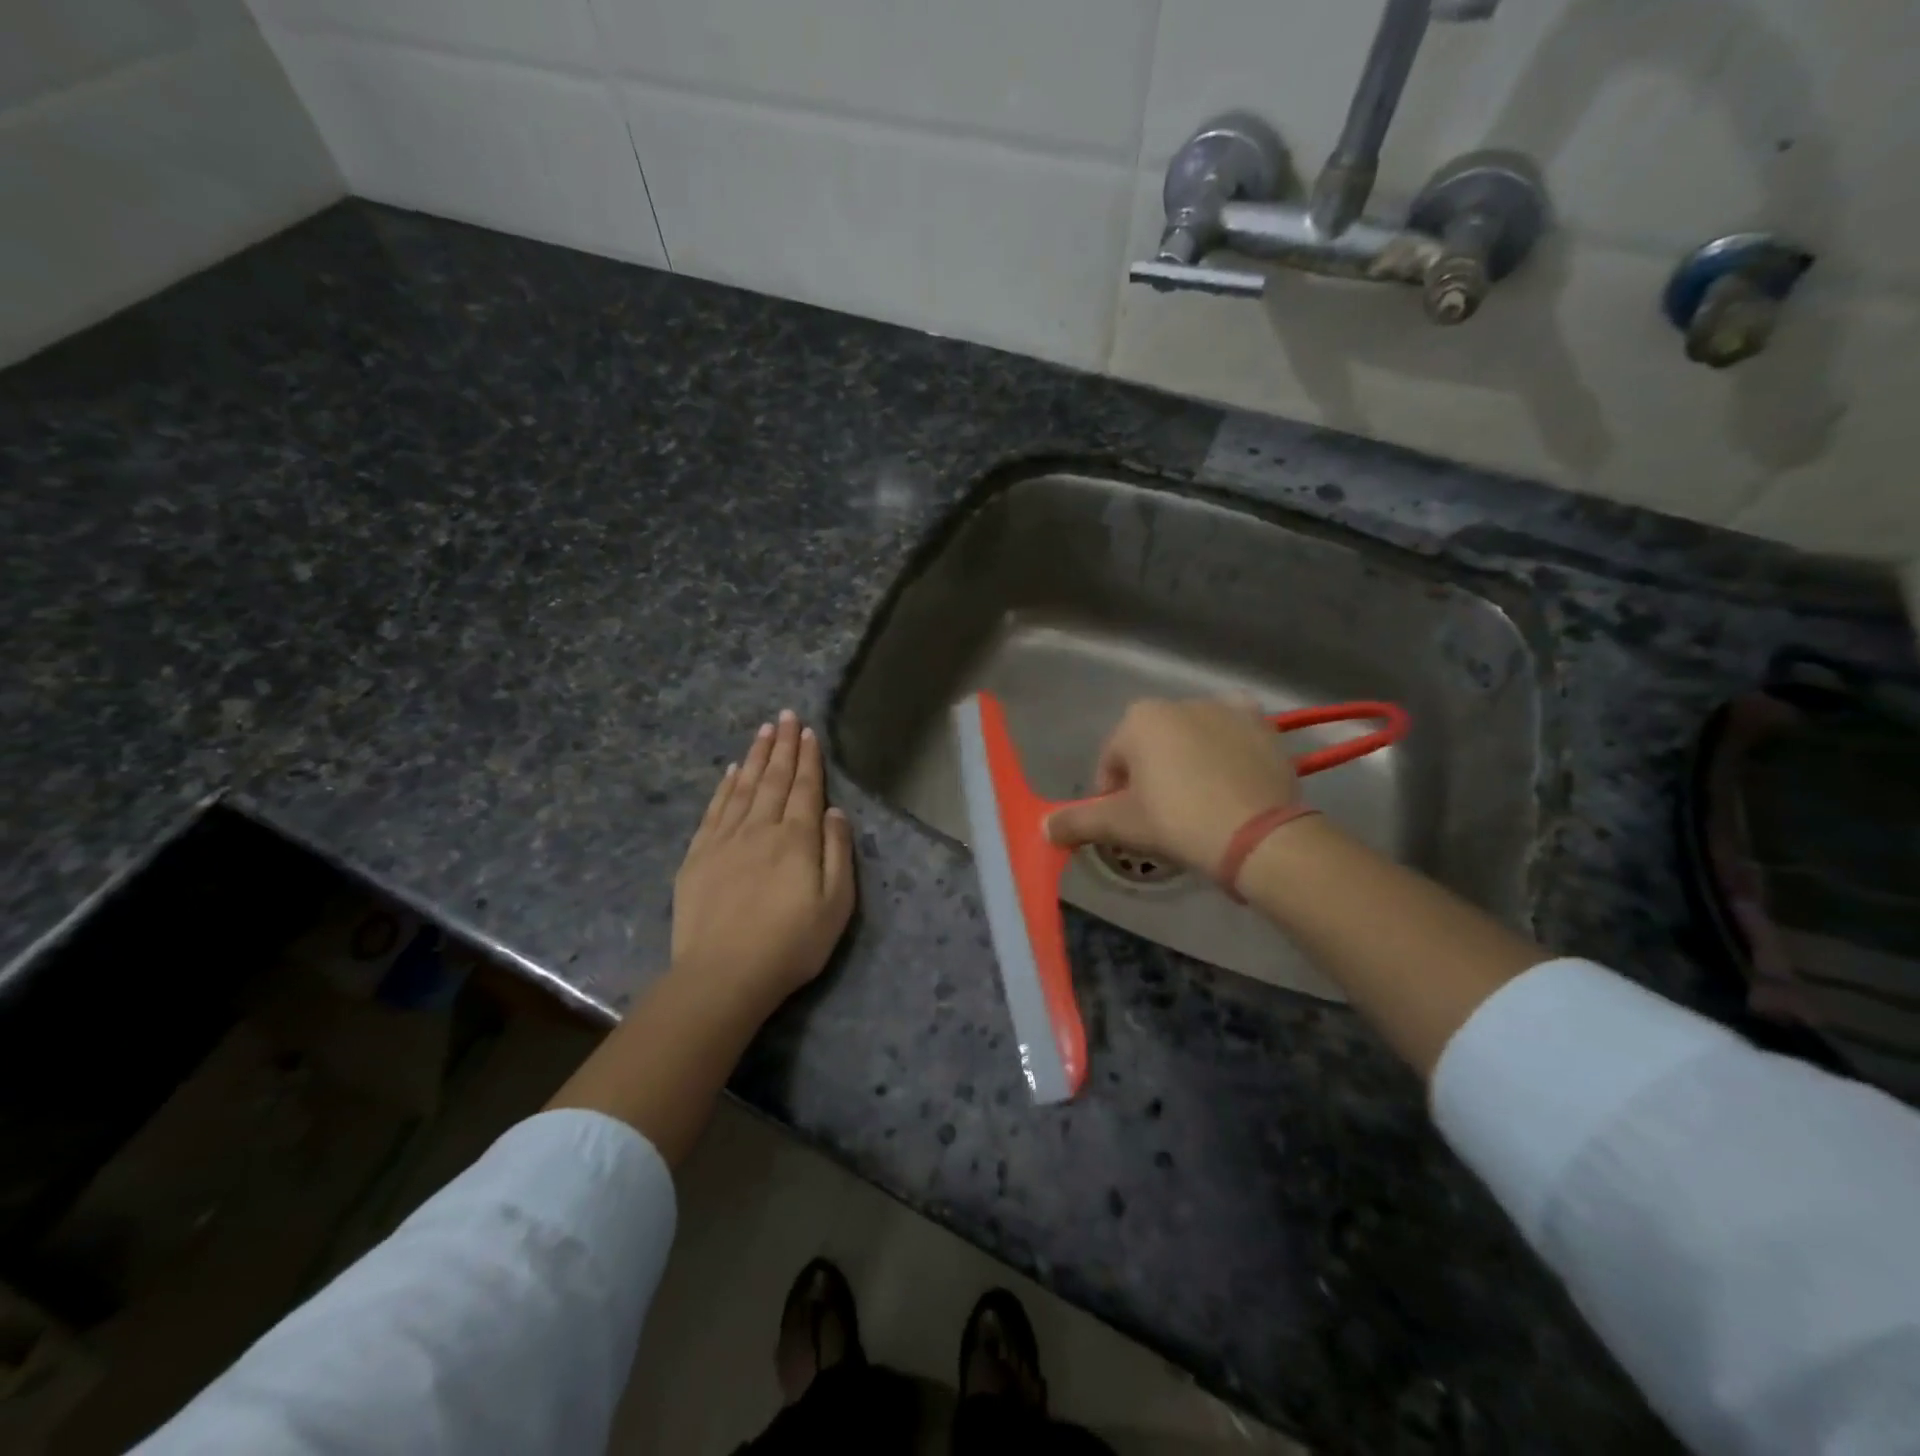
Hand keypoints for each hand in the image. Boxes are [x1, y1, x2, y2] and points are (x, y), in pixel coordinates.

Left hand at [672, 711, 855, 1009]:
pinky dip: (725, 786)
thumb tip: (834, 811)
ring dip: (756, 757)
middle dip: (783, 746)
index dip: (808, 758)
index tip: (807, 731)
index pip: (805, 788)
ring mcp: (725, 840)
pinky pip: (715, 809)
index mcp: (797, 839)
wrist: (723, 975)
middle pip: (774, 779)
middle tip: (785, 715)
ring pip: (744, 787)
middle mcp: (761, 828)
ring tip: (764, 731)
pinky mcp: (698, 856)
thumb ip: (838, 853)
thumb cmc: (790, 944)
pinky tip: (732, 771)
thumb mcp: (836, 905)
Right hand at [1045, 698, 1298, 876]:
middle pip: (1151, 745)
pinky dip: (1228, 747)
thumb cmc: (1176, 822)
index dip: (1113, 796)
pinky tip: (1231, 776)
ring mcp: (1226, 709)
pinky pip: (1234, 733)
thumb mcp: (1120, 825)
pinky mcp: (1263, 725)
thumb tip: (1044, 827)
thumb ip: (1077, 821)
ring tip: (1200, 801)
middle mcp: (1180, 702)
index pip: (1112, 761)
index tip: (1127, 824)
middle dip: (1151, 775)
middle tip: (1163, 816)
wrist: (1257, 835)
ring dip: (1188, 760)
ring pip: (1192, 737)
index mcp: (1139, 718)